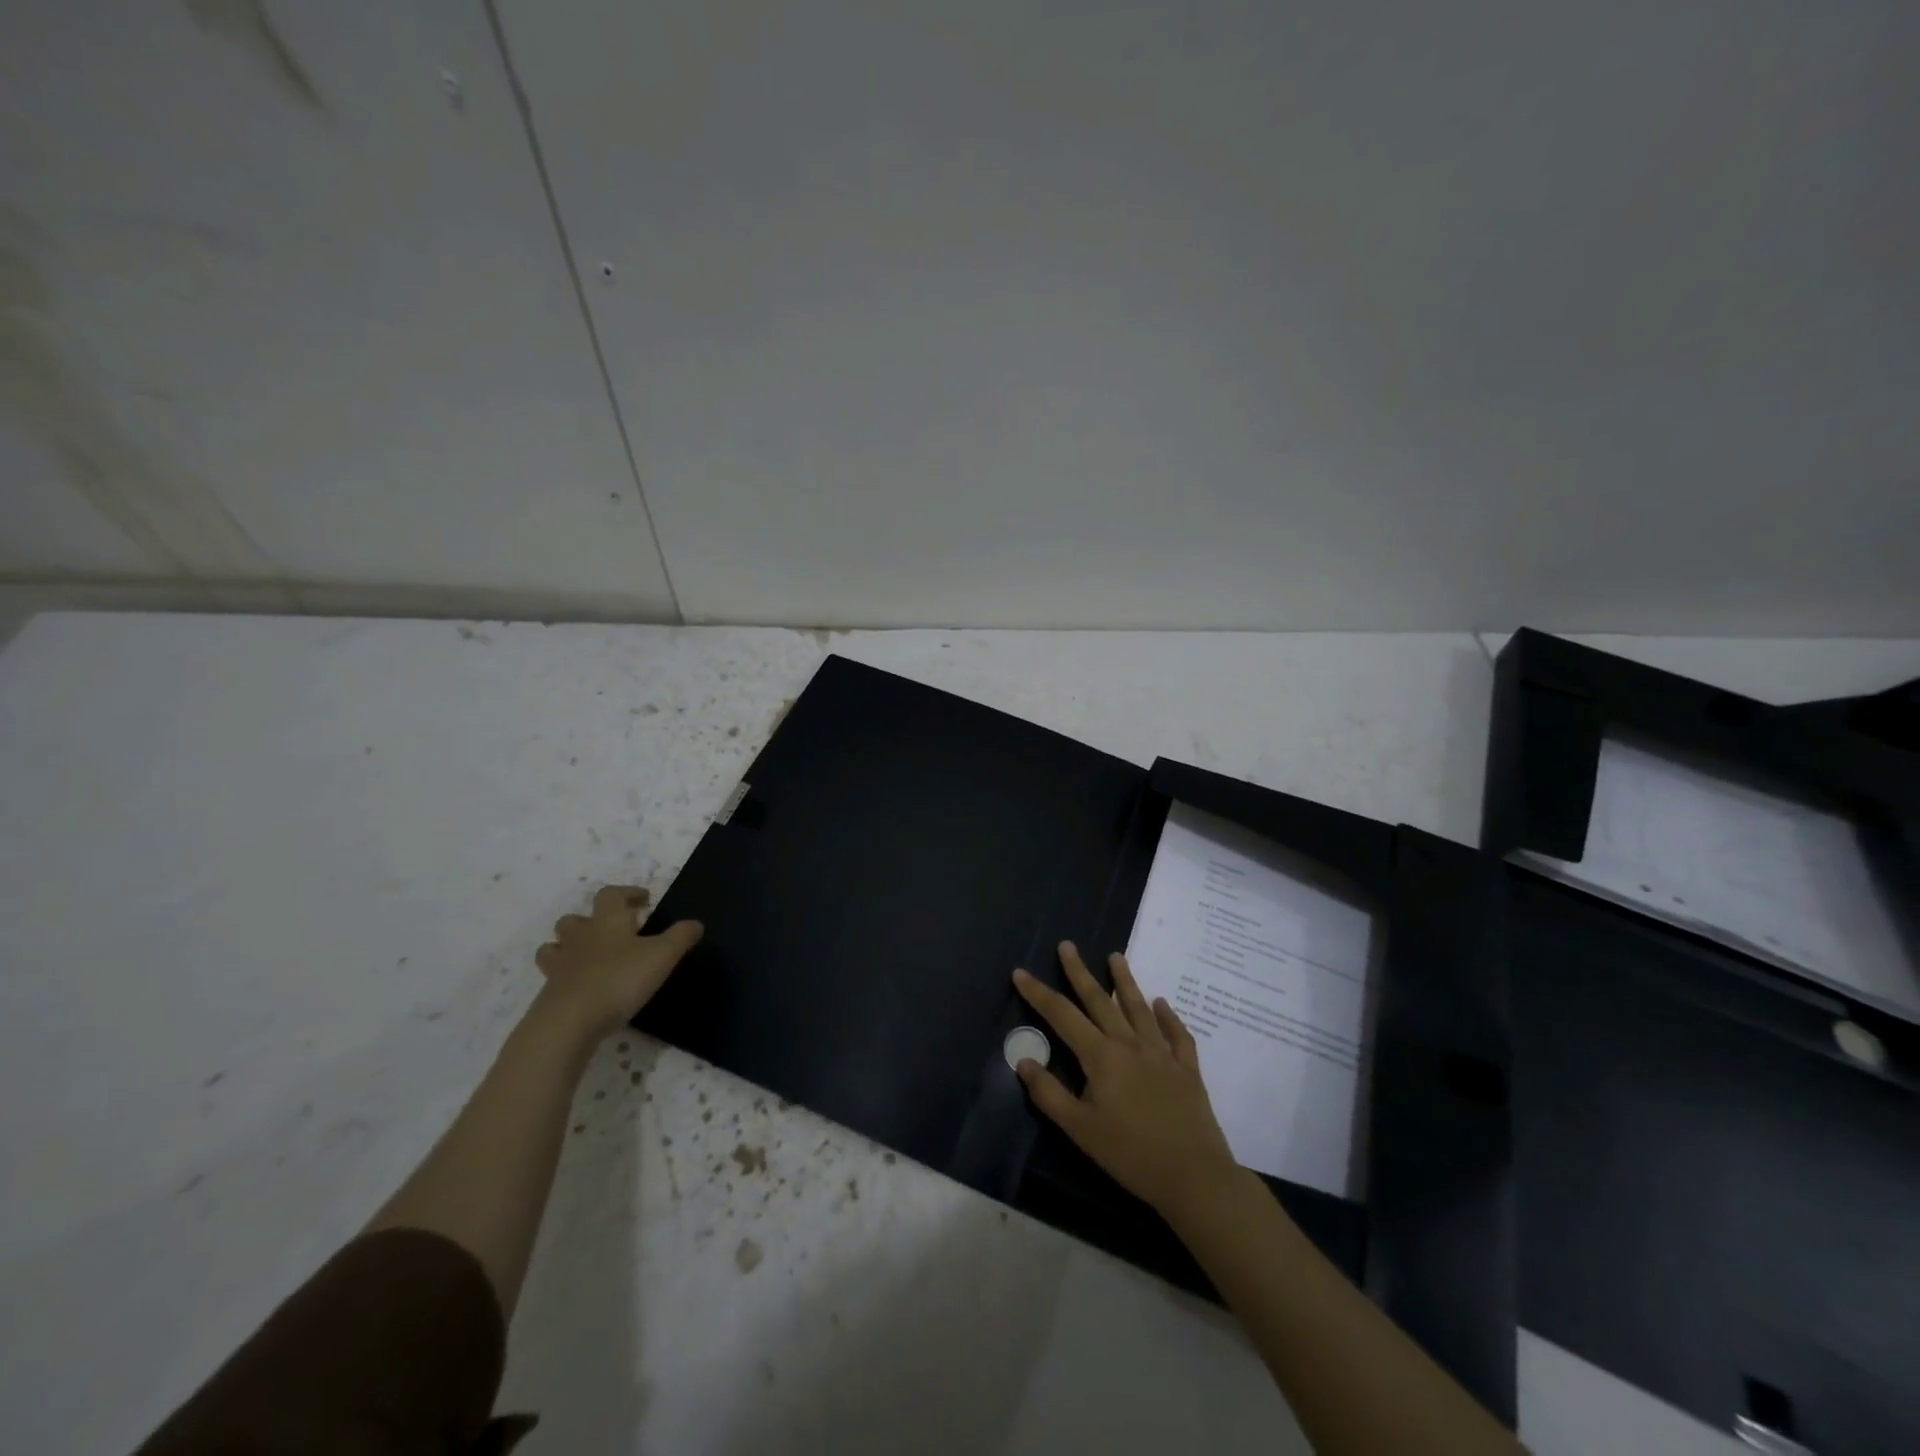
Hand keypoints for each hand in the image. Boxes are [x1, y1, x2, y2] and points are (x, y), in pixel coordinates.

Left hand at [533, 884, 702, 1040]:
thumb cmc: (620, 979)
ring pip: (555, 946)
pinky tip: (581, 988)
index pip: (611, 894)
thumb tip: (696, 923)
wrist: (570, 1021)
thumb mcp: (663, 955)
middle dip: (591, 920)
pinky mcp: (549, 993)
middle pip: (575, 919)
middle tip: (612, 931)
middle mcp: (580, 937)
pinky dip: (565, 978)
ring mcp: (560, 965)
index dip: (627, 893)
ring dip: (568, 946)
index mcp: (608, 922)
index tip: (644, 900)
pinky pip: (553, 977)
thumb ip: (681, 937)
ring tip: (587, 957)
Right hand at [1013, 943, 1239, 1218]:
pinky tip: (1162, 1004)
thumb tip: (1023, 1060)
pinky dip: (1168, 1016)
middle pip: (1099, 1000)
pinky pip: (1176, 1034)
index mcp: (1100, 1056)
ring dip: (1125, 980)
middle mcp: (1129, 1044)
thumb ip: (1049, 1093)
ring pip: (1138, 1008)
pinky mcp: (1186, 1068)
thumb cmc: (1129, 1154)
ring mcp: (1161, 1053)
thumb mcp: (1079, 1129)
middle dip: (1079, 971)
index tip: (1020, 972)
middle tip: (1067, 945)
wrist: (1193, 1176)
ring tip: (1116, 956)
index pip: (1061, 1016)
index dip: (1038, 993)